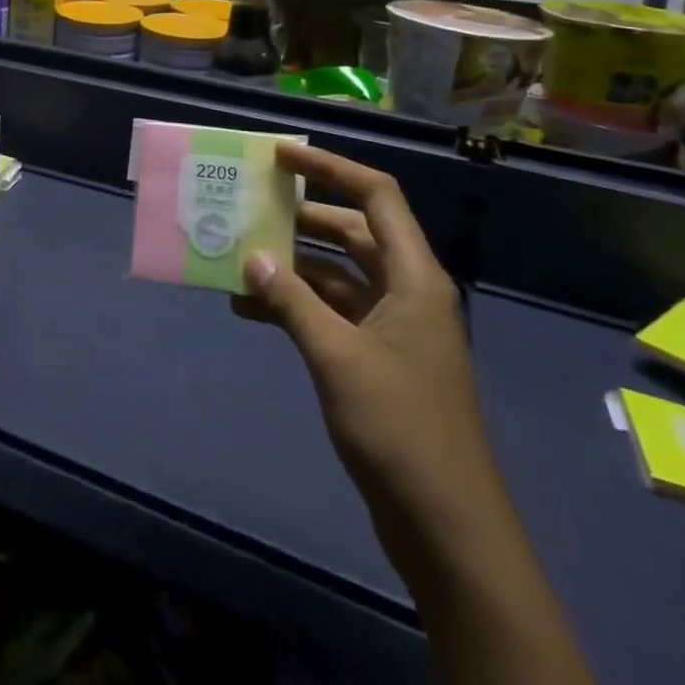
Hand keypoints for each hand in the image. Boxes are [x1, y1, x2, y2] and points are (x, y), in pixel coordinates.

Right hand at [234, 144, 497, 536]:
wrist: (446, 528)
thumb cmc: (399, 428)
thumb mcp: (336, 356)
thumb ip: (291, 300)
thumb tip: (251, 256)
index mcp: (414, 278)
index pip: (376, 196)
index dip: (329, 168)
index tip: (280, 156)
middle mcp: (406, 292)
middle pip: (352, 232)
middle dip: (301, 217)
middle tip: (249, 205)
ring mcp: (393, 327)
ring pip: (336, 274)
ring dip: (291, 266)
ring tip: (238, 258)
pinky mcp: (377, 360)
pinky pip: (331, 313)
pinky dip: (294, 306)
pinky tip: (249, 310)